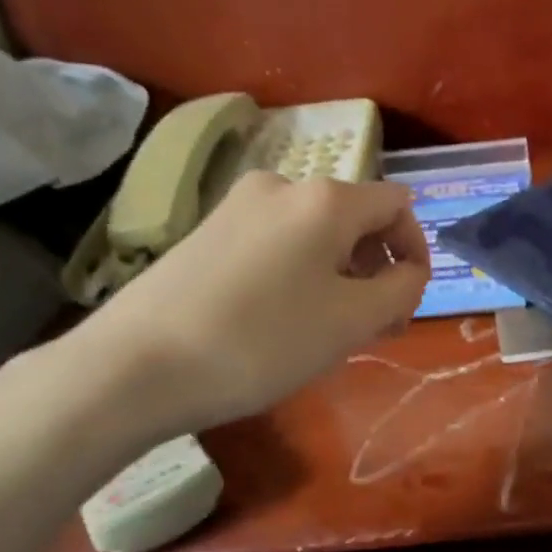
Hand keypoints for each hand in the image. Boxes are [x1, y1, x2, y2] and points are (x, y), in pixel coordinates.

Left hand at [69, 171, 429, 439]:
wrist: (136, 366)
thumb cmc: (262, 341)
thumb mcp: (352, 321)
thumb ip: (401, 289)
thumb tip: (408, 272)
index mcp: (325, 199)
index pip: (397, 205)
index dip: (416, 250)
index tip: (409, 300)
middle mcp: (282, 186)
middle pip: (355, 218)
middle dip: (376, 268)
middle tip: (376, 326)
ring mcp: (237, 206)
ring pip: (314, 234)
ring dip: (339, 275)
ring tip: (330, 329)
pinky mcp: (206, 232)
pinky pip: (276, 244)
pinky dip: (299, 274)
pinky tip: (282, 319)